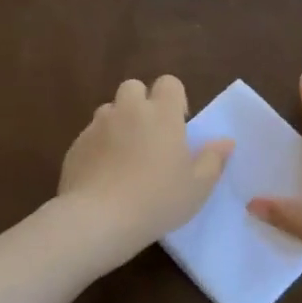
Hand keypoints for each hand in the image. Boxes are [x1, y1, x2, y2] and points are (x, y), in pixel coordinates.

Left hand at [58, 75, 232, 268]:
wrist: (99, 219)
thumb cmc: (158, 200)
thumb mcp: (198, 187)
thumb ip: (213, 160)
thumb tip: (225, 142)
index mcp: (162, 114)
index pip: (168, 83)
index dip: (174, 98)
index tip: (178, 124)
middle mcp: (128, 110)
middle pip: (133, 88)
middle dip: (141, 103)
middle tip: (150, 136)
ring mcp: (98, 126)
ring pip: (109, 111)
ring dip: (119, 124)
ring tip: (125, 156)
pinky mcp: (76, 145)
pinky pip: (91, 136)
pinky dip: (99, 146)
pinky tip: (104, 175)